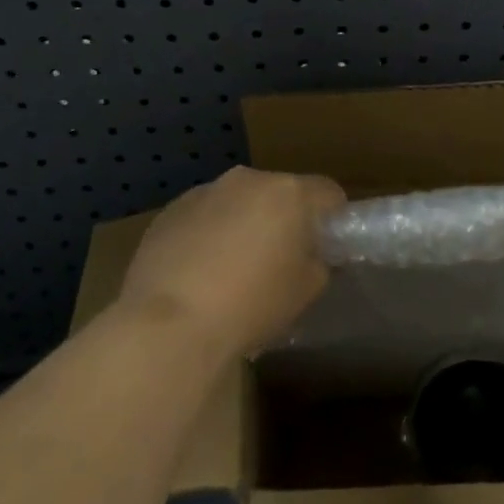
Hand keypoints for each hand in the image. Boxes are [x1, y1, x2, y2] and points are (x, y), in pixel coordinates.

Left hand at [120, 166, 343, 356]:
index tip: (325, 248)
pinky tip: (198, 273)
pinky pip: (203, 216)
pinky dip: (208, 234)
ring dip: (243, 224)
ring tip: (232, 270)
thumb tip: (311, 255)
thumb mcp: (306, 291)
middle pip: (279, 193)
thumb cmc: (252, 304)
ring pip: (238, 202)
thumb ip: (319, 263)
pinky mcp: (170, 210)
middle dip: (283, 220)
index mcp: (288, 193)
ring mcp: (205, 191)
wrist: (171, 323)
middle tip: (279, 262)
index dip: (332, 219)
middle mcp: (248, 180)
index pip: (328, 193)